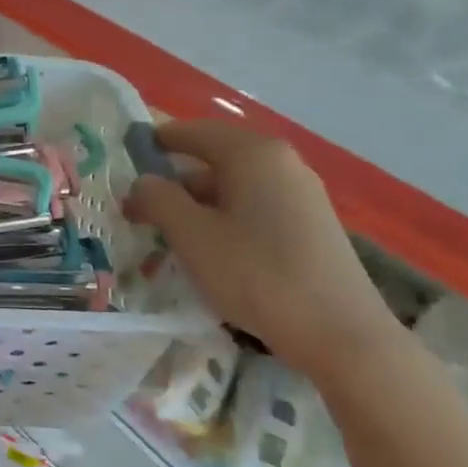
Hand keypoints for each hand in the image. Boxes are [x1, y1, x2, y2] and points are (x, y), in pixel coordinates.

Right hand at [123, 118, 394, 380]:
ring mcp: (301, 195)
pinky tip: (210, 253)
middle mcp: (281, 163)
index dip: (156, 142)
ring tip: (168, 237)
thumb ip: (158, 199)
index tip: (125, 160)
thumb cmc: (256, 274)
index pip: (193, 132)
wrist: (341, 335)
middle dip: (174, 182)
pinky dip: (224, 220)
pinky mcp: (311, 226)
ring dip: (197, 205)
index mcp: (252, 154)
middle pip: (213, 159)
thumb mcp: (191, 235)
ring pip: (233, 187)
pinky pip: (254, 208)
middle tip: (138, 209)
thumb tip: (143, 182)